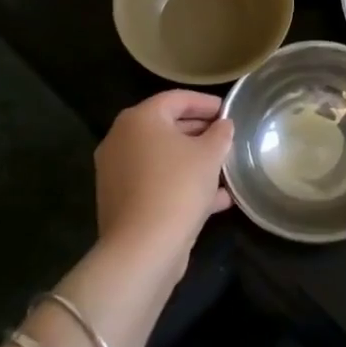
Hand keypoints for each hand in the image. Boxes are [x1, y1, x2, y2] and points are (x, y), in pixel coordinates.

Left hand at [94, 91, 233, 270]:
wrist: (143, 248)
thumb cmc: (178, 187)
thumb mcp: (210, 154)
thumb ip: (220, 133)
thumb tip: (223, 125)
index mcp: (139, 119)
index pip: (176, 99)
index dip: (206, 102)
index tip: (228, 111)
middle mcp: (121, 140)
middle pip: (166, 127)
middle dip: (199, 132)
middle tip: (226, 137)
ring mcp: (117, 172)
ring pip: (162, 158)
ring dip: (193, 160)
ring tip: (225, 167)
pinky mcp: (121, 200)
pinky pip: (156, 182)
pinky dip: (181, 184)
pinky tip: (216, 199)